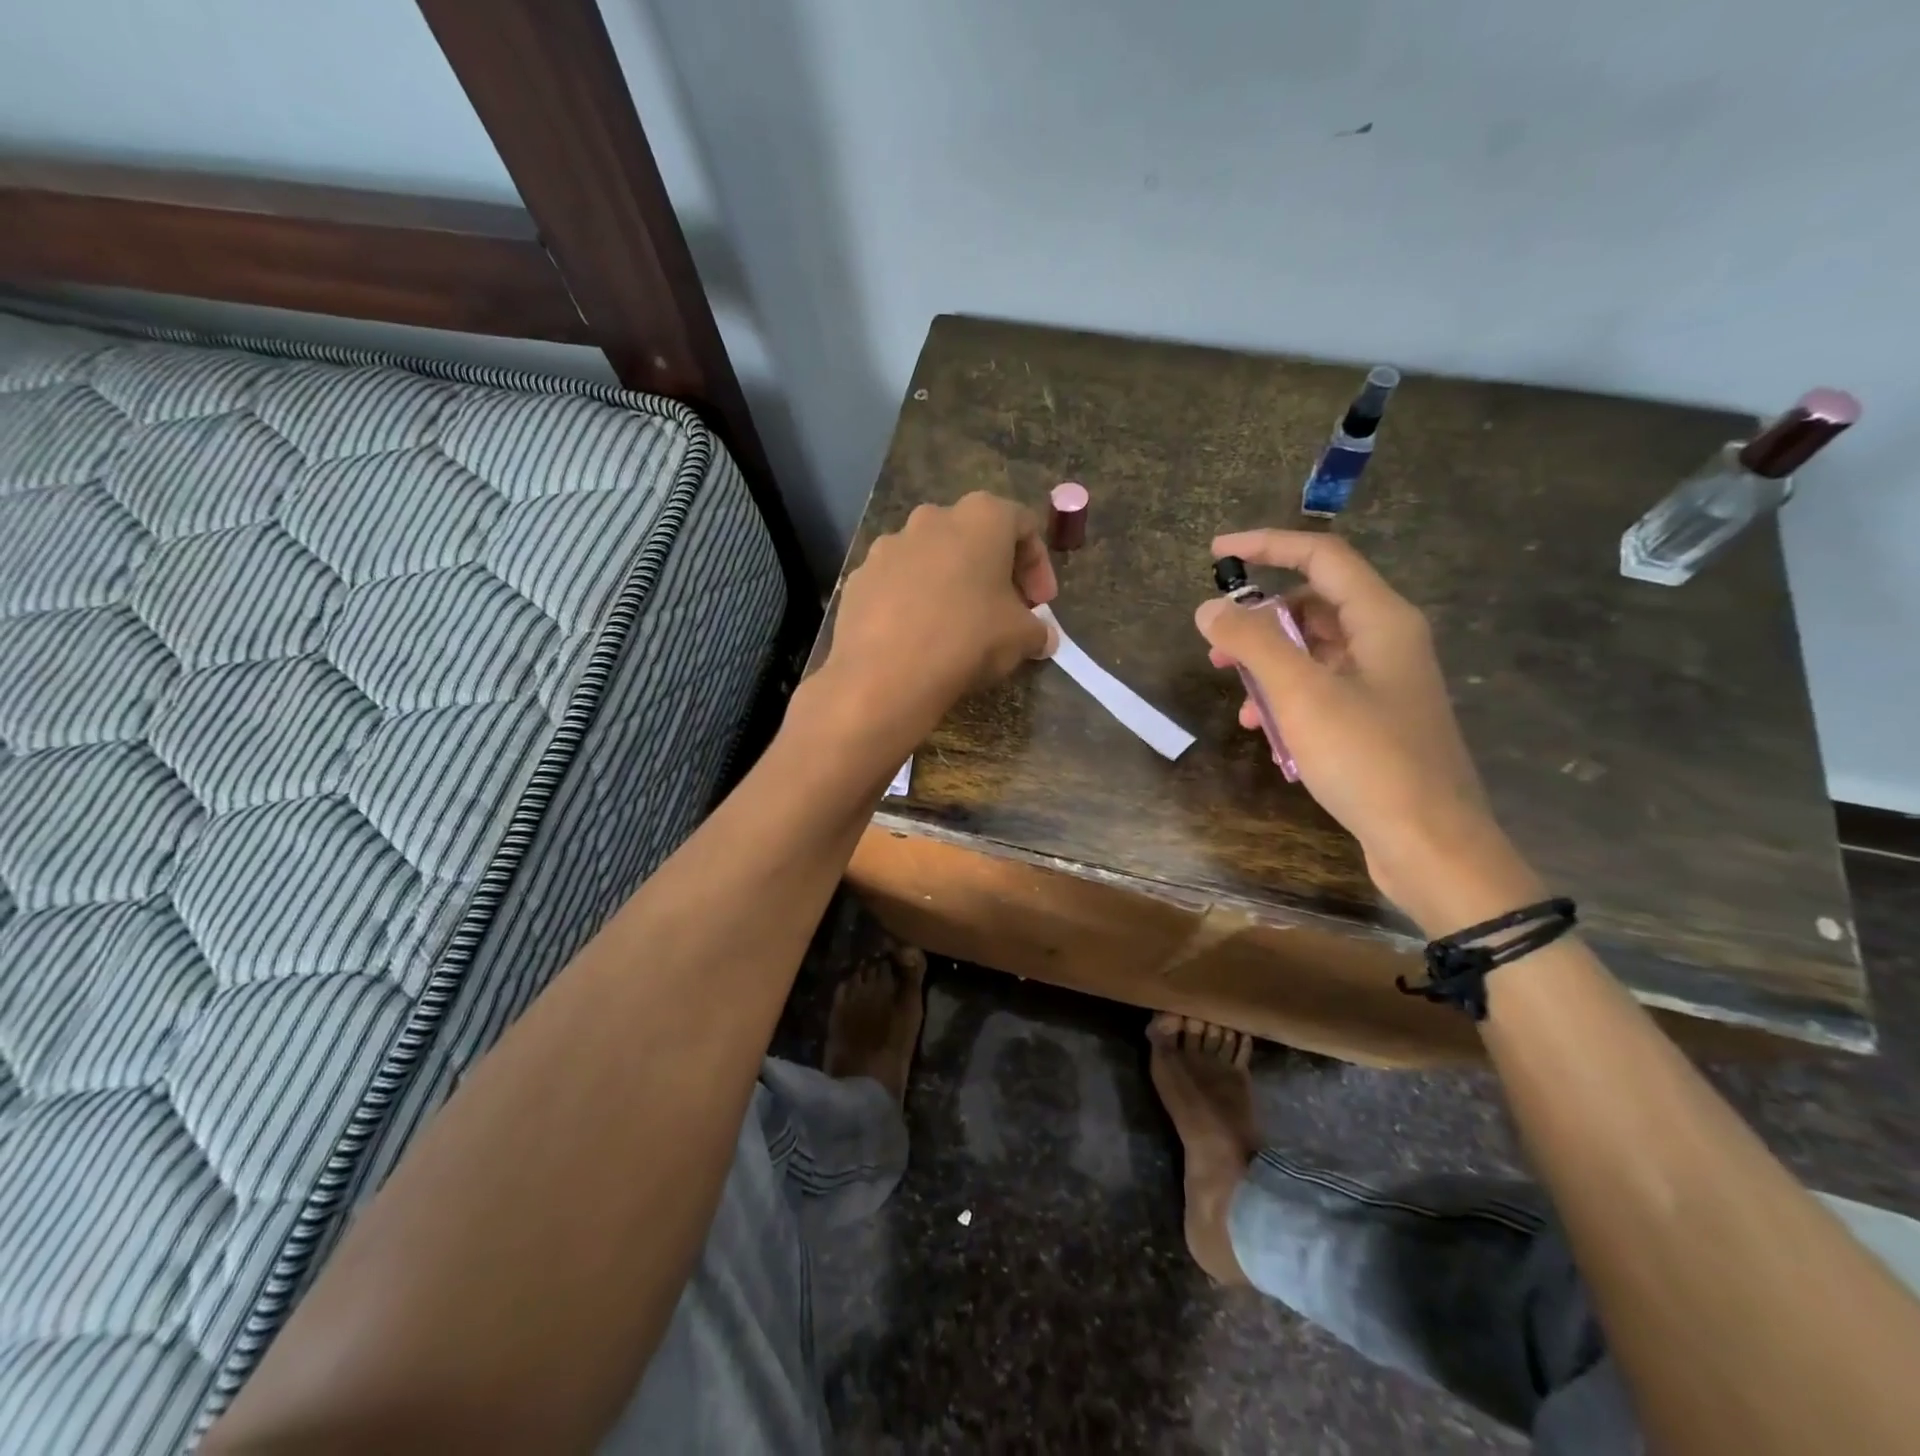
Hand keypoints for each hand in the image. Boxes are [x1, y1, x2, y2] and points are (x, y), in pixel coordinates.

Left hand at [821, 492, 1057, 749]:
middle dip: (993, 572)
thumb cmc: (967, 639)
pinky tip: (918, 637)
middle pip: (973, 537)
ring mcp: (888, 546)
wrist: (884, 675)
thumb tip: (1043, 638)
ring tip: (957, 626)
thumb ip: (1038, 630)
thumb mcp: (1021, 638)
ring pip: (930, 559)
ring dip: (949, 584)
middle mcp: (931, 518)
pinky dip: (912, 602)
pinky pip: (897, 584)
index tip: (1041, 604)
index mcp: (980, 517)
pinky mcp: (859, 578)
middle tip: (1003, 612)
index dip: (1038, 566)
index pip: (1023, 525)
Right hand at [1194, 530, 1538, 931]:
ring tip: (1240, 701)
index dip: (1267, 546)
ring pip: (1313, 653)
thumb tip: (1210, 607)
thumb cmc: (1369, 759)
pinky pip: (1321, 691)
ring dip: (1269, 669)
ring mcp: (1383, 684)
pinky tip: (1268, 734)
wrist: (1430, 845)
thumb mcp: (1302, 694)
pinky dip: (1288, 701)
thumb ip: (1252, 642)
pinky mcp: (1375, 721)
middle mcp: (1387, 642)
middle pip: (1313, 605)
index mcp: (1381, 620)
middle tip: (1216, 647)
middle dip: (1259, 621)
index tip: (1216, 554)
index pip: (1322, 557)